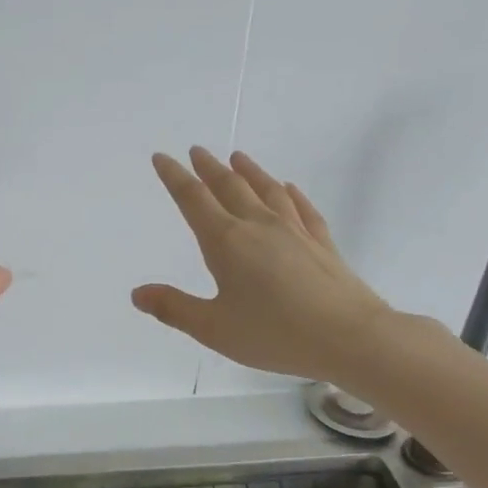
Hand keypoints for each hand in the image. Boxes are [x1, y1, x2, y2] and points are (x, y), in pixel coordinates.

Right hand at [132, 147, 392, 386]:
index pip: (193, 199)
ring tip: (238, 157)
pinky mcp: (321, 242)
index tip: (163, 157)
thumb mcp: (214, 328)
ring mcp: (294, 230)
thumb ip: (174, 308)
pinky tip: (288, 188)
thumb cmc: (274, 333)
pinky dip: (291, 194)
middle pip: (229, 186)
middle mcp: (258, 226)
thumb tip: (137, 293)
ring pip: (267, 190)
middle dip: (209, 168)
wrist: (350, 337)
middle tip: (197, 151)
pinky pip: (302, 208)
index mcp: (226, 242)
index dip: (175, 177)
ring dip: (249, 172)